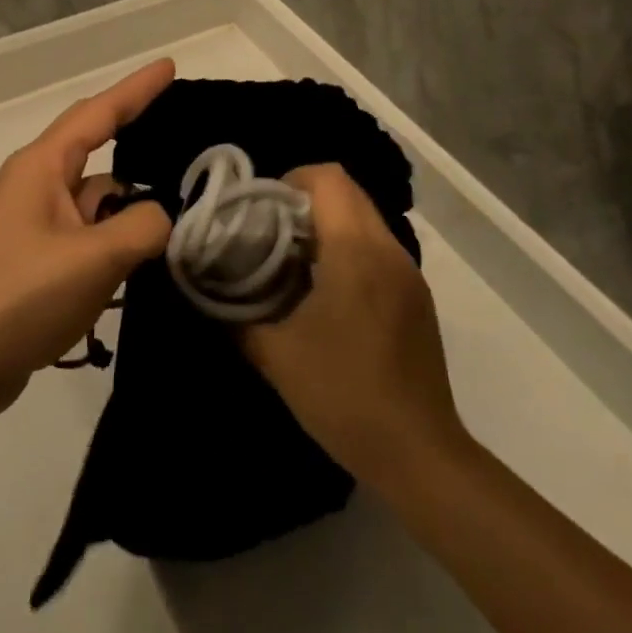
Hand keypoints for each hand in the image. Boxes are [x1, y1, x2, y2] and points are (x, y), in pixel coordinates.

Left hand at [0, 60, 175, 420]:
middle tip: (180, 123)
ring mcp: (34, 219)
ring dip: (129, 198)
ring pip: (95, 193)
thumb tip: (163, 216)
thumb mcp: (94, 259)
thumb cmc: (21, 298)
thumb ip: (143, 226)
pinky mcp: (37, 254)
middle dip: (134, 129)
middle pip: (94, 142)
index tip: (170, 66)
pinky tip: (145, 250)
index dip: (137, 88)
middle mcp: (36, 182)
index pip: (99, 112)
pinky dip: (115, 230)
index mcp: (42, 166)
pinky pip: (87, 226)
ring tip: (180, 205)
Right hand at [239, 165, 466, 485]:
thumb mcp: (276, 355)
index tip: (263, 209)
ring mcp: (408, 272)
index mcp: (356, 250)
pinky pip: (378, 248)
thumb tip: (212, 294)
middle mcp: (387, 249)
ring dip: (328, 226)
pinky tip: (327, 293)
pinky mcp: (417, 297)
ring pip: (364, 218)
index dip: (291, 179)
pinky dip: (349, 250)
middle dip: (305, 200)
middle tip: (271, 233)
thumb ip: (237, 315)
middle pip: (347, 191)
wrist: (418, 455)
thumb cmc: (344, 395)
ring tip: (294, 263)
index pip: (328, 177)